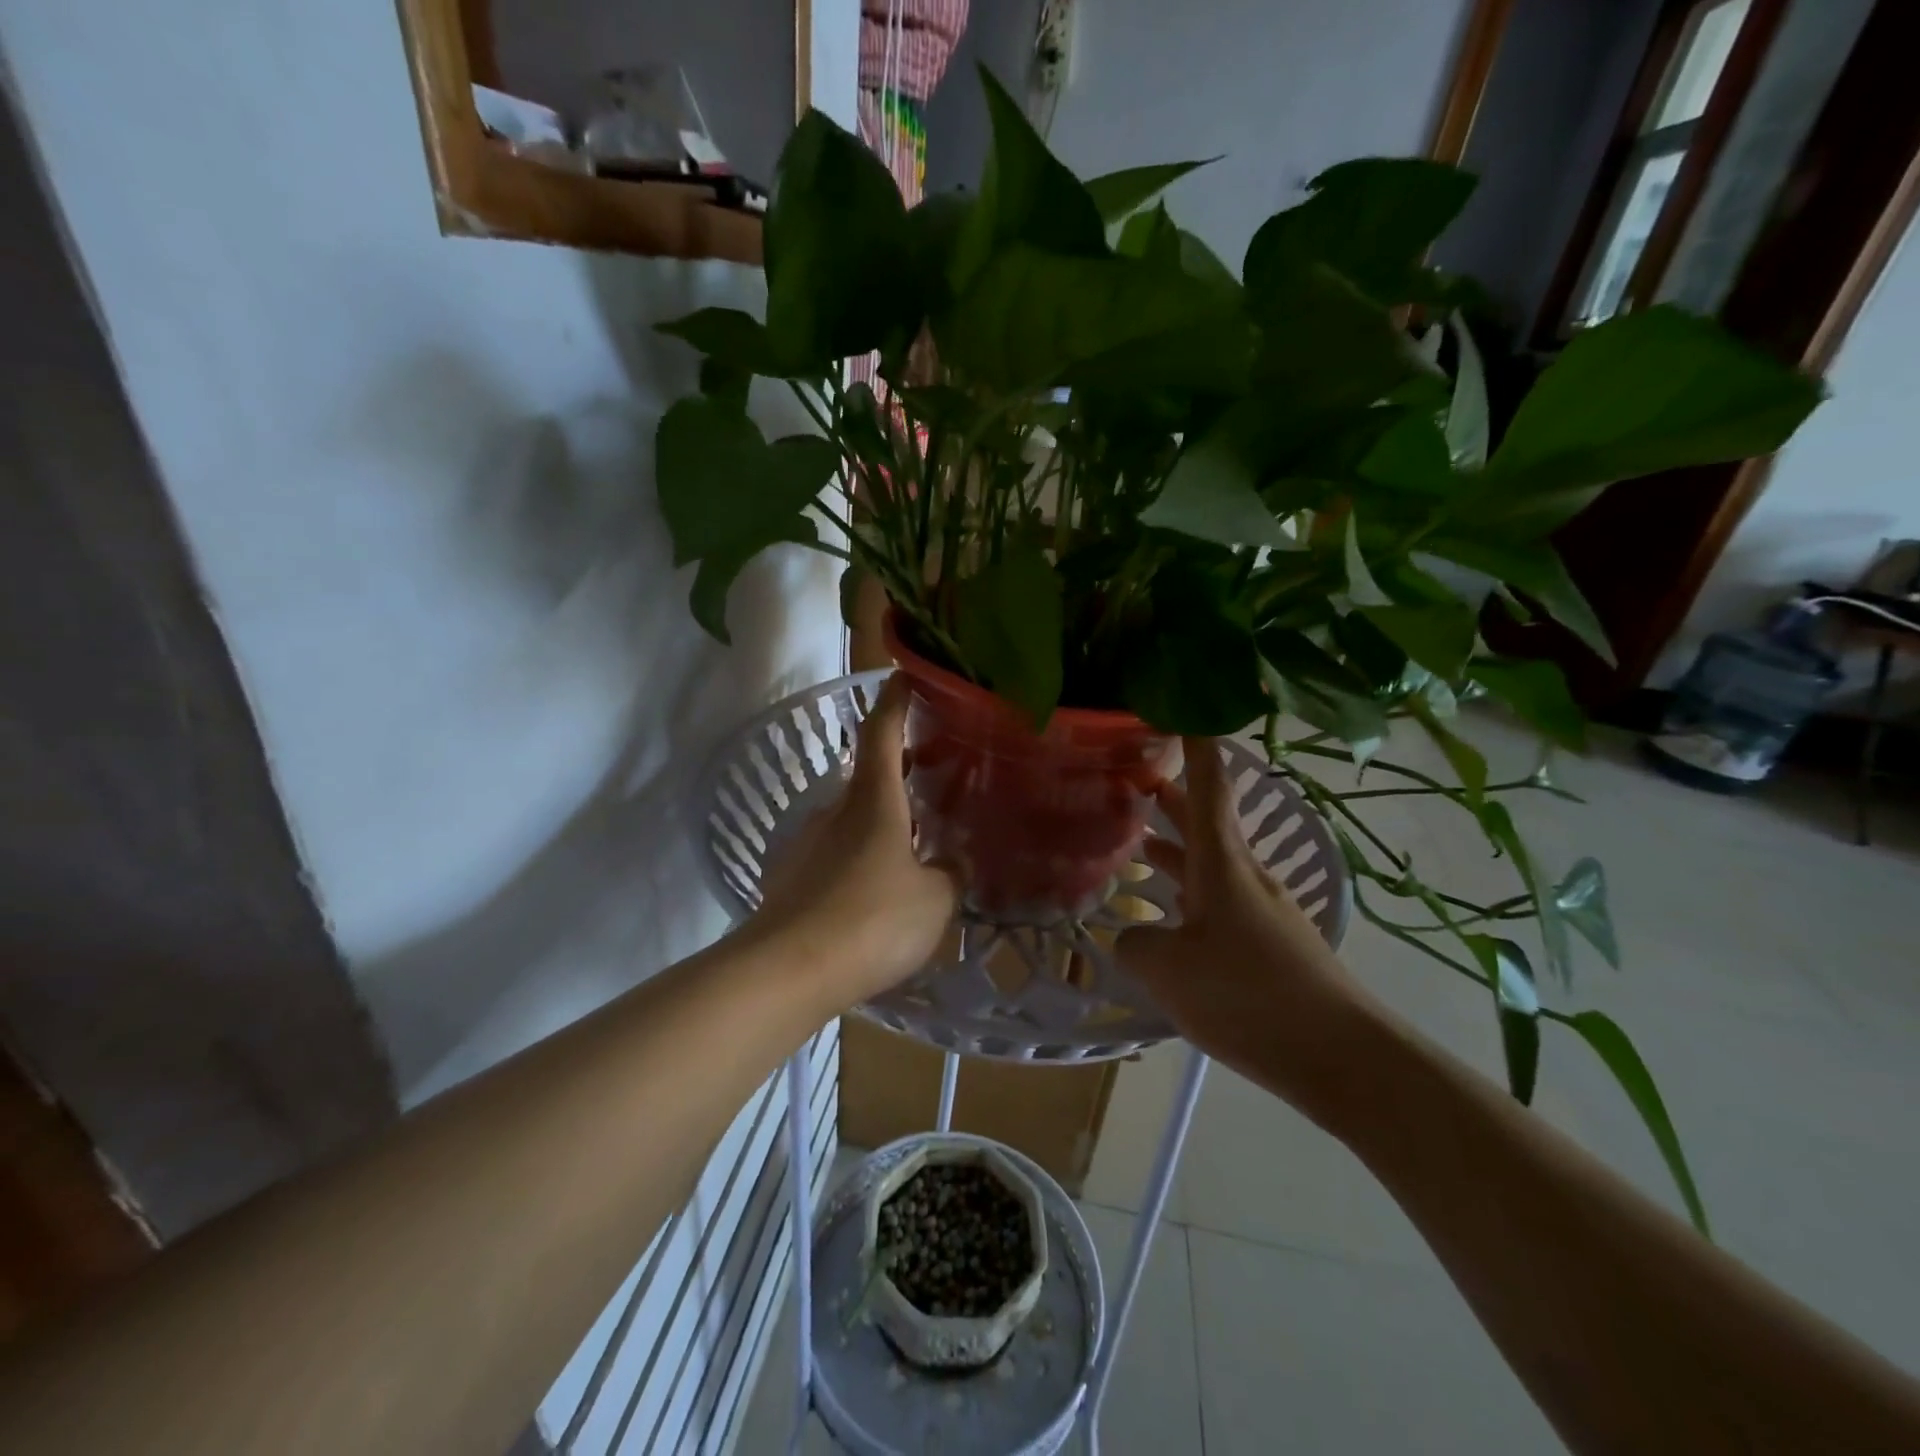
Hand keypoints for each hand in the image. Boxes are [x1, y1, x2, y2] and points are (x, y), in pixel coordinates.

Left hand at [750, 675, 959, 1007]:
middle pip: (867, 774)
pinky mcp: (791, 878)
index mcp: (873, 801)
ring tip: (911, 840)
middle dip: (898, 768)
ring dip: (879, 818)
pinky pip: (834, 853)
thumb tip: (953, 862)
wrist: (787, 972)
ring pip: (850, 817)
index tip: (905, 676)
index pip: (881, 732)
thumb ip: (950, 875)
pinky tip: (876, 886)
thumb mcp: (934, 900)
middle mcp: (834, 811)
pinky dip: (859, 854)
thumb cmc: (871, 920)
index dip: (895, 701)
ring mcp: (807, 844)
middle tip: (933, 772)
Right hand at [1118, 737, 1366, 1091]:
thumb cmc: (1247, 995)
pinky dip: (1191, 892)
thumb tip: (1131, 939)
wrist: (1340, 1056)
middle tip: (1137, 779)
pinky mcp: (1271, 944)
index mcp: (1222, 864)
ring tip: (1139, 843)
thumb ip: (1136, 946)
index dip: (1195, 748)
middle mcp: (1246, 876)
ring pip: (1212, 864)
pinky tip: (1171, 915)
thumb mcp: (1169, 971)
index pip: (1209, 788)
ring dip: (1177, 850)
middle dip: (1174, 799)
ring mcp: (1263, 911)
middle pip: (1208, 823)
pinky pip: (1221, 901)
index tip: (1182, 713)